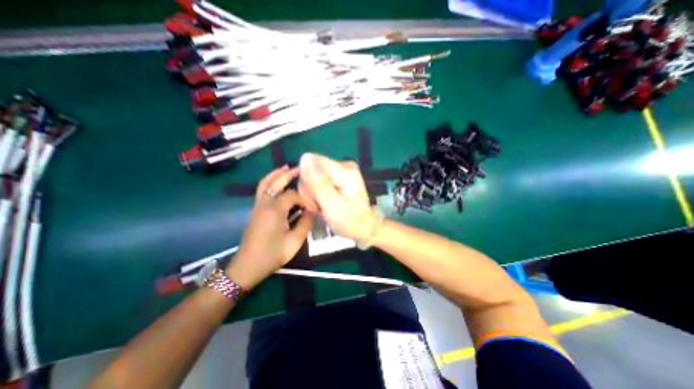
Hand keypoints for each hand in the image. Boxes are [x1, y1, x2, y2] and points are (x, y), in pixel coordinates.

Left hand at [227, 166, 312, 289]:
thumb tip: (312, 210)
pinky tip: (277, 182)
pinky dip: (270, 181)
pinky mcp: (255, 210)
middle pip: (276, 182)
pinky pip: (262, 190)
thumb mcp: (294, 241)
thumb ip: (305, 223)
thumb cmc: (272, 255)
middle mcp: (264, 203)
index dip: (305, 199)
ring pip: (265, 183)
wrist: (247, 266)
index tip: (313, 207)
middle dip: (288, 174)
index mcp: (275, 210)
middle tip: (300, 168)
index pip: (292, 195)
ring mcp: (257, 206)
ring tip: (286, 168)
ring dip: (276, 174)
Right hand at [296, 154, 376, 240]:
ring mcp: (341, 169)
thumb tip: (305, 157)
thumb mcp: (333, 206)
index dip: (307, 181)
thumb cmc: (350, 221)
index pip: (313, 162)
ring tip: (322, 206)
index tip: (314, 200)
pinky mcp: (337, 175)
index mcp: (345, 171)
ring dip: (312, 193)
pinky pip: (317, 179)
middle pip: (312, 168)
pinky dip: (316, 193)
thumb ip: (319, 183)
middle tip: (319, 206)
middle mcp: (344, 165)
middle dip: (310, 190)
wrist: (364, 227)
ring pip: (312, 175)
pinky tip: (323, 202)